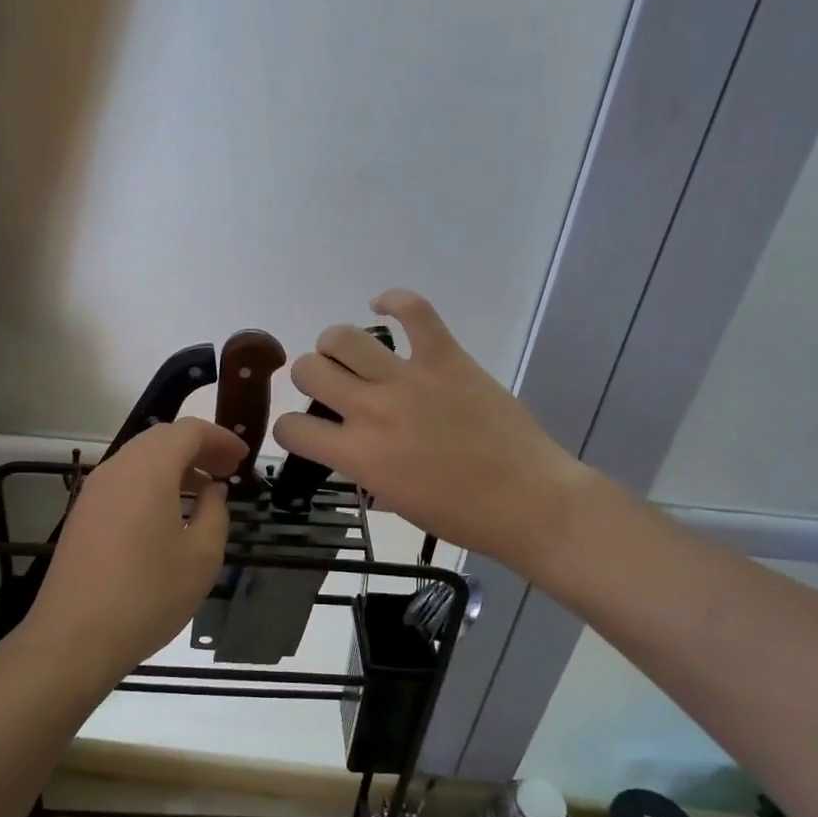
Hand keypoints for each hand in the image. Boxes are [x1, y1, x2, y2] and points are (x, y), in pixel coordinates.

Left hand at [31, 417, 247, 680]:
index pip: (188, 431)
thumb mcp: (201, 557)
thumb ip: (215, 513)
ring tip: (203, 492)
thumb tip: (212, 491)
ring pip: (140, 459)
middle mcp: (117, 468)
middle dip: (198, 448)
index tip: (244, 458)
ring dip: (174, 466)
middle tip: (227, 471)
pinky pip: (124, 481)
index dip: (220, 439)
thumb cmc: (147, 596)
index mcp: (148, 470)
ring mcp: (94, 491)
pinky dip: (152, 483)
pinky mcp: (83, 514)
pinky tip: (168, 514)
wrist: (74, 639)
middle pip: (161, 439)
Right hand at [272, 290, 588, 576]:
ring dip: (337, 345)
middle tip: (332, 389)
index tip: (305, 431)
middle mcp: (372, 410)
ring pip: (343, 337)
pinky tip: (384, 307)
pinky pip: (413, 311)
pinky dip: (394, 301)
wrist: (528, 501)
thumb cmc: (462, 515)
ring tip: (352, 355)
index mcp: (358, 455)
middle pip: (308, 370)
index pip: (291, 428)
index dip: (289, 429)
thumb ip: (363, 469)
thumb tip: (353, 450)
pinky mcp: (445, 357)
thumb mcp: (395, 502)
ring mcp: (408, 379)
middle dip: (310, 378)